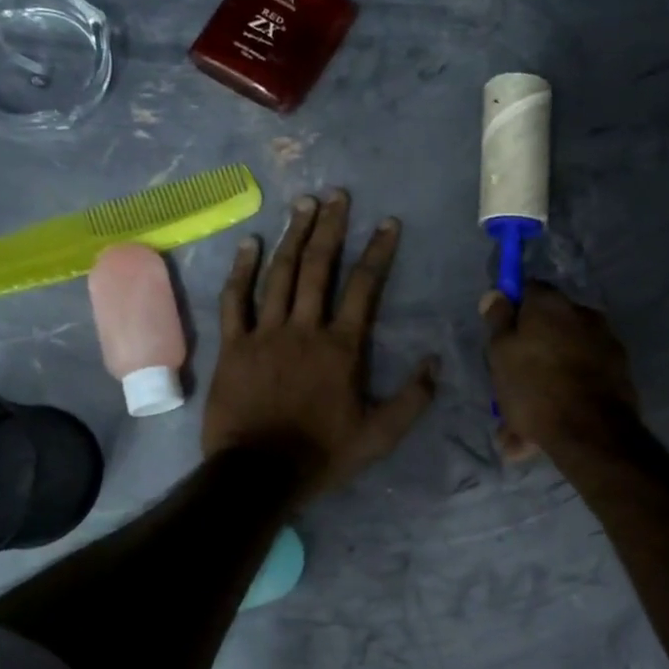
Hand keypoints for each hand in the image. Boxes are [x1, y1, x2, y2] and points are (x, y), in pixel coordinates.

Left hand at [206, 190, 437, 503]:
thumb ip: (412, 399)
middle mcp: (305, 328)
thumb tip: (434, 362)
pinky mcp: (234, 345)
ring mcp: (265, 333)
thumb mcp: (380, 435)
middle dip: (331, 228)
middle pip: (319, 267)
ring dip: (293, 236)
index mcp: (342, 347)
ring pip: (280, 274)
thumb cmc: (322, 453)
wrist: (258, 473)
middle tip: (337, 195)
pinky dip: (242, 269)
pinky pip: (236, 299)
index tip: (388, 223)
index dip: (378, 252)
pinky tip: (251, 243)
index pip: (364, 287)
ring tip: (303, 204)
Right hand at [482, 282, 638, 462]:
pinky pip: (582, 380)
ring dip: (545, 383)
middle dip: (529, 355)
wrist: (592, 432)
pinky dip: (566, 397)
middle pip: (548, 328)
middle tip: (509, 387)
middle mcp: (584, 314)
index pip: (528, 290)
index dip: (513, 310)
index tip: (501, 336)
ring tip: (521, 428)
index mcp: (552, 304)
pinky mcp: (619, 373)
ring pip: (564, 360)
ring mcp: (606, 343)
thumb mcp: (501, 353)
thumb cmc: (536, 387)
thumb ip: (499, 321)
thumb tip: (496, 294)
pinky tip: (543, 434)